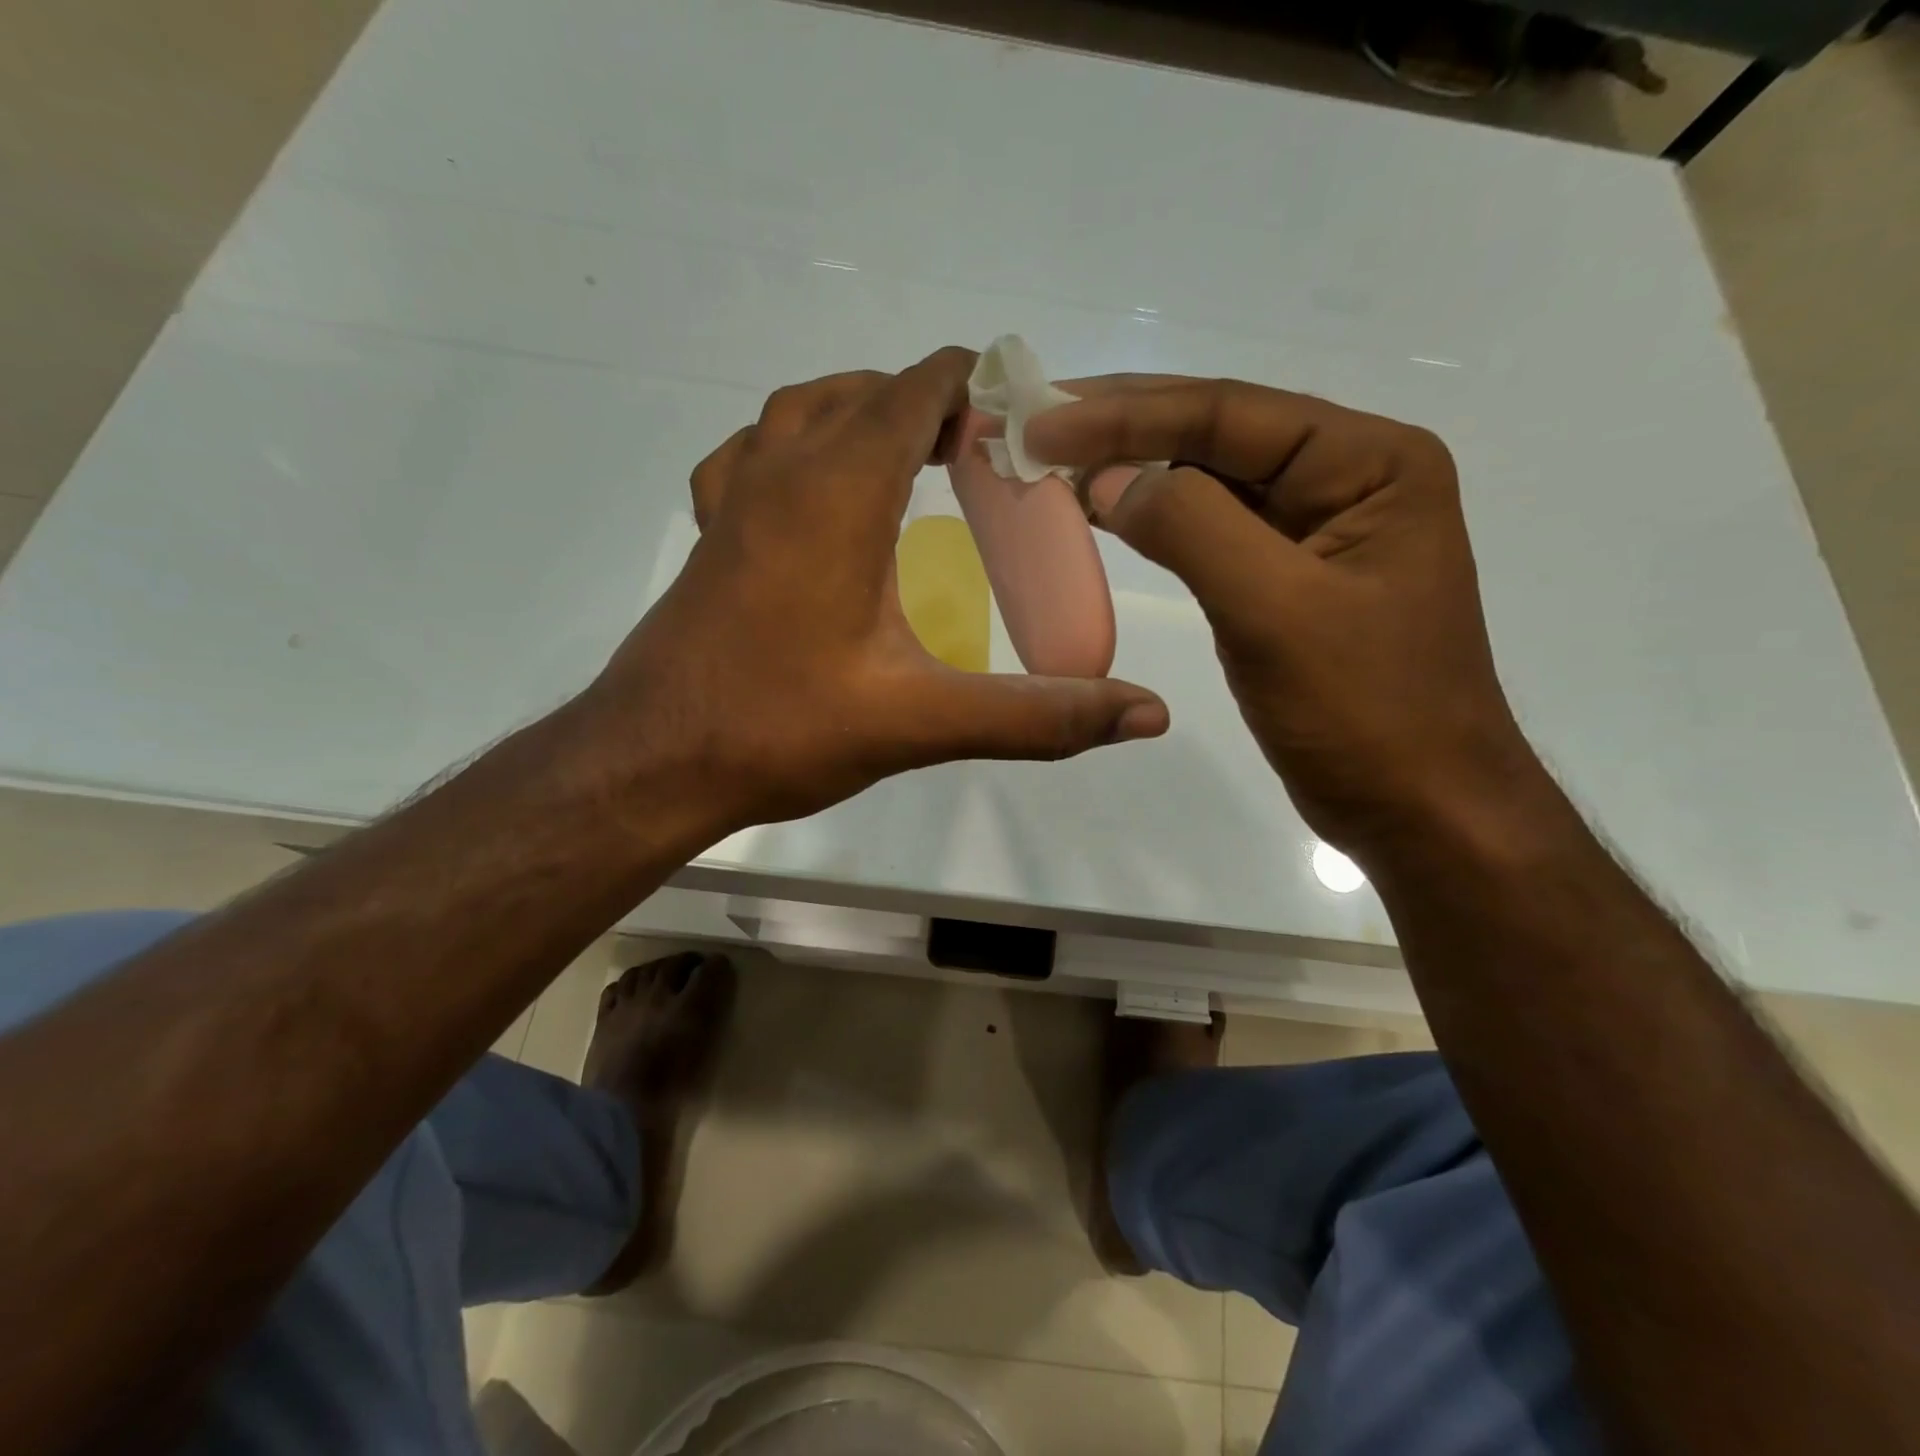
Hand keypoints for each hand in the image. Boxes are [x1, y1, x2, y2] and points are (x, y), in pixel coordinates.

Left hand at [580, 349, 1168, 831]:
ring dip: (864, 413)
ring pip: (803, 410)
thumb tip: (1147, 716)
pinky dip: (798, 447)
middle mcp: (781, 471)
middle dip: (933, 404)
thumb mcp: (921, 722)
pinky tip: (819, 495)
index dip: (979, 385)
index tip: (1029, 421)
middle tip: (988, 457)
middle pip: (866, 390)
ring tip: (915, 459)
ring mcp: (735, 498)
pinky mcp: (712, 535)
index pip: (917, 386)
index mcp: (839, 490)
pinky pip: (756, 454)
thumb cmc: (780, 730)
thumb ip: (1037, 715)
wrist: (652, 762)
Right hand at [1026, 376, 1535, 855]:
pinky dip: (1150, 520)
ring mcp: (1313, 529)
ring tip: (1051, 459)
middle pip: (1216, 434)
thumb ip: (1192, 528)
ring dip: (1130, 468)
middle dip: (1123, 426)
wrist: (1417, 807)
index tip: (1043, 423)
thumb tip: (1108, 480)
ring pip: (1206, 480)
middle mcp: (1344, 477)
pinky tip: (1099, 511)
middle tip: (1034, 420)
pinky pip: (1206, 531)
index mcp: (1368, 462)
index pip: (1229, 414)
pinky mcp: (1282, 577)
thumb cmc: (1364, 711)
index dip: (1127, 413)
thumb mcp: (1276, 610)